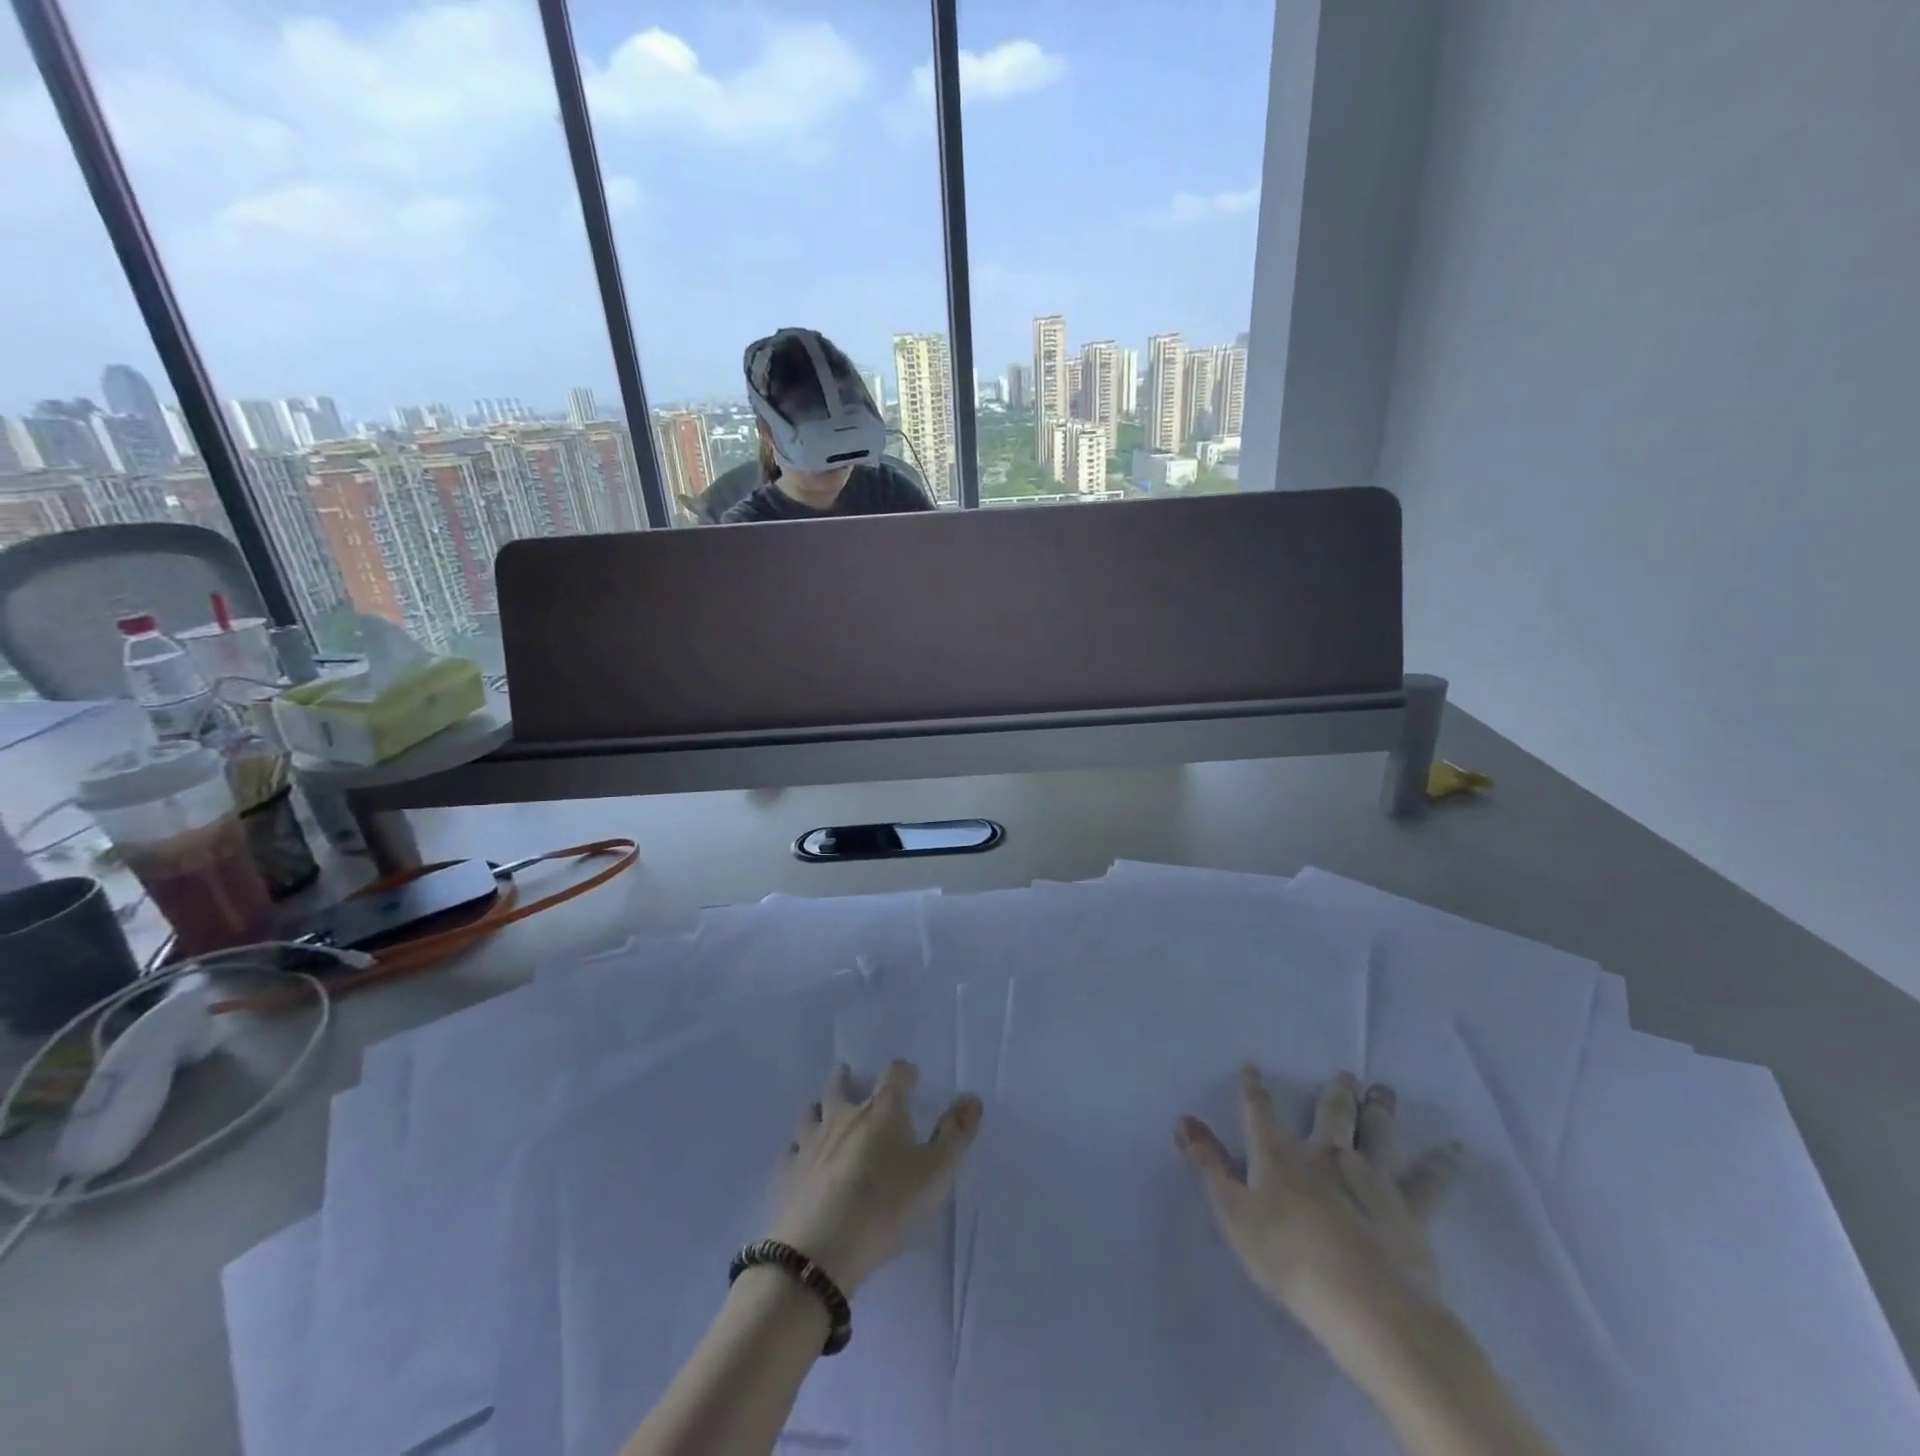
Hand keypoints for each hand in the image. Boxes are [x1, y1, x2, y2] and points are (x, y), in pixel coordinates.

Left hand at [766, 1060, 981, 1294]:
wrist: (821, 1249)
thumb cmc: (887, 1205)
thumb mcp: (935, 1173)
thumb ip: (956, 1134)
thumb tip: (972, 1098)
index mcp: (882, 1110)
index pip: (894, 1074)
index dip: (904, 1072)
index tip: (910, 1077)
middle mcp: (843, 1116)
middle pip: (841, 1085)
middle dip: (847, 1078)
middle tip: (848, 1074)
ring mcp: (810, 1142)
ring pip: (811, 1112)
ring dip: (818, 1107)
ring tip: (821, 1109)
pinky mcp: (787, 1172)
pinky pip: (791, 1151)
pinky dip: (797, 1148)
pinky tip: (800, 1157)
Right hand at [1177, 1068, 1464, 1367]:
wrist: (1363, 1303)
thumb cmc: (1287, 1258)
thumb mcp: (1233, 1213)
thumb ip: (1209, 1165)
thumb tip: (1184, 1119)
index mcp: (1280, 1156)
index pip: (1260, 1113)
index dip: (1253, 1089)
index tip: (1251, 1067)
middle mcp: (1325, 1155)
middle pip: (1330, 1115)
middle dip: (1334, 1094)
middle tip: (1345, 1074)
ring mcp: (1370, 1178)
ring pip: (1376, 1134)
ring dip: (1379, 1111)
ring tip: (1384, 1091)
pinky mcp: (1408, 1209)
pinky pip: (1430, 1182)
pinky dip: (1444, 1164)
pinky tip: (1457, 1150)